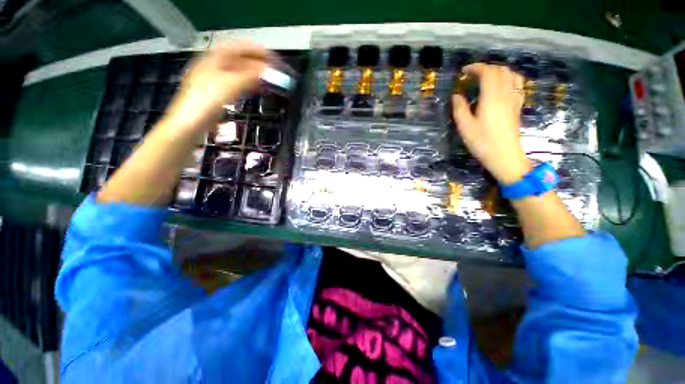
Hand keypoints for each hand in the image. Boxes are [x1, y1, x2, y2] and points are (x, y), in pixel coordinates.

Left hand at [161, 41, 267, 132]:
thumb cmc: (207, 100)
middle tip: (271, 68)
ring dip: (252, 75)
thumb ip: (249, 76)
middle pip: (236, 61)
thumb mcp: (230, 85)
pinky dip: (247, 85)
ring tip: (267, 79)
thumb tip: (266, 71)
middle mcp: (212, 68)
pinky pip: (235, 85)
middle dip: (254, 63)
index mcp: (212, 60)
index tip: (268, 54)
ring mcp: (213, 82)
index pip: (234, 48)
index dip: (252, 49)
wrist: (190, 123)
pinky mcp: (216, 95)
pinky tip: (255, 89)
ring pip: (236, 74)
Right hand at [452, 64, 530, 183]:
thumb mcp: (465, 126)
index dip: (475, 68)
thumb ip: (459, 108)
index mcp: (492, 97)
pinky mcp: (518, 106)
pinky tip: (500, 87)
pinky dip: (508, 79)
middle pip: (500, 70)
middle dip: (485, 68)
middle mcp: (506, 94)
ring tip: (486, 78)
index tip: (463, 72)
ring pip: (511, 75)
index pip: (487, 73)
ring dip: (498, 72)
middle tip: (471, 75)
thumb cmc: (482, 142)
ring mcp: (515, 99)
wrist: (505, 155)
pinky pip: (517, 84)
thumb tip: (456, 95)